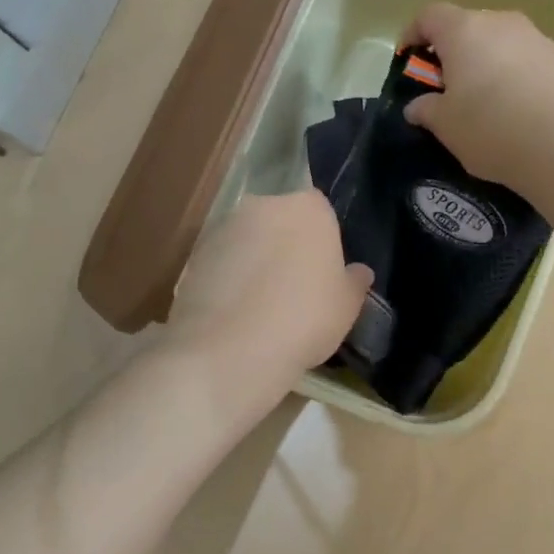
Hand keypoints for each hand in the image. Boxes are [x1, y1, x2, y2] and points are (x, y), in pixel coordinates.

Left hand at [167, 190, 371, 397]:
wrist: (231, 348)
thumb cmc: (305, 318)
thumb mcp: (347, 306)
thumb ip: (354, 282)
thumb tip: (359, 272)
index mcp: (309, 208)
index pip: (321, 212)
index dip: (323, 242)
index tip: (323, 274)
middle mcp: (264, 205)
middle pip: (281, 221)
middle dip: (286, 247)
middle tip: (294, 290)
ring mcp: (224, 227)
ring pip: (249, 241)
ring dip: (254, 262)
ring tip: (260, 307)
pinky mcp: (194, 254)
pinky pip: (222, 262)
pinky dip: (228, 280)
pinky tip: (234, 315)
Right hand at [401, 4, 553, 193]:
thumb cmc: (490, 129)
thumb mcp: (445, 126)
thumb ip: (426, 110)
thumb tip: (417, 106)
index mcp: (465, 31)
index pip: (430, 15)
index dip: (414, 34)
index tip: (409, 59)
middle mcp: (502, 23)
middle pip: (469, 26)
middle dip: (454, 52)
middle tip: (448, 87)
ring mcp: (538, 38)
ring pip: (502, 43)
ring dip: (489, 64)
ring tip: (487, 101)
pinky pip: (529, 61)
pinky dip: (517, 77)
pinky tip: (519, 110)